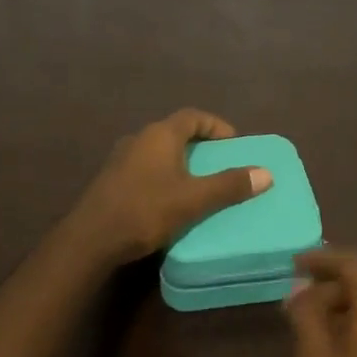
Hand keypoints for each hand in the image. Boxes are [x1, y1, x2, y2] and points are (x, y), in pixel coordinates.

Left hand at [64, 109, 270, 266]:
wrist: (90, 239)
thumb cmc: (144, 210)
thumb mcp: (193, 200)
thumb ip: (229, 185)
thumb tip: (266, 173)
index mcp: (160, 135)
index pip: (193, 116)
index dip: (216, 125)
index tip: (234, 143)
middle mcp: (139, 138)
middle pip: (176, 132)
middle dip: (201, 146)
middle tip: (221, 164)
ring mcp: (121, 159)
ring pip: (160, 152)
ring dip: (181, 162)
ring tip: (200, 184)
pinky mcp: (112, 180)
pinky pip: (146, 169)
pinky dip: (164, 176)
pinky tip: (170, 200)